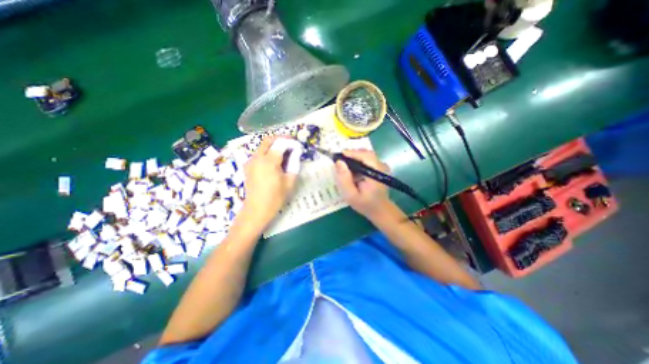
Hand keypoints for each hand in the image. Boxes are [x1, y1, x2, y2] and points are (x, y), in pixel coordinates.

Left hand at [242, 136, 302, 226]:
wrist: (257, 209)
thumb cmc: (275, 197)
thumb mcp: (289, 181)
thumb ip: (294, 163)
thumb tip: (297, 152)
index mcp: (269, 161)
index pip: (280, 143)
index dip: (291, 142)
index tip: (298, 146)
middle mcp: (257, 158)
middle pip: (268, 140)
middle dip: (281, 139)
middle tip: (291, 145)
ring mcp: (250, 161)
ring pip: (263, 146)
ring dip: (274, 146)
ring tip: (284, 155)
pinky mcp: (248, 166)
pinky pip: (259, 154)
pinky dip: (267, 153)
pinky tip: (275, 162)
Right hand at [334, 150, 389, 218]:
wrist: (380, 210)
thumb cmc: (365, 204)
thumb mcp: (351, 195)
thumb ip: (344, 179)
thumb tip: (339, 162)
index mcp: (376, 173)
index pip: (365, 156)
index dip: (352, 153)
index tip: (339, 155)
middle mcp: (382, 167)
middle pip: (366, 153)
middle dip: (352, 154)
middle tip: (339, 160)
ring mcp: (382, 166)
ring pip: (366, 155)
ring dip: (354, 158)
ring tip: (344, 165)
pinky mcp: (379, 168)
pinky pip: (367, 160)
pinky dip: (358, 162)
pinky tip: (352, 169)